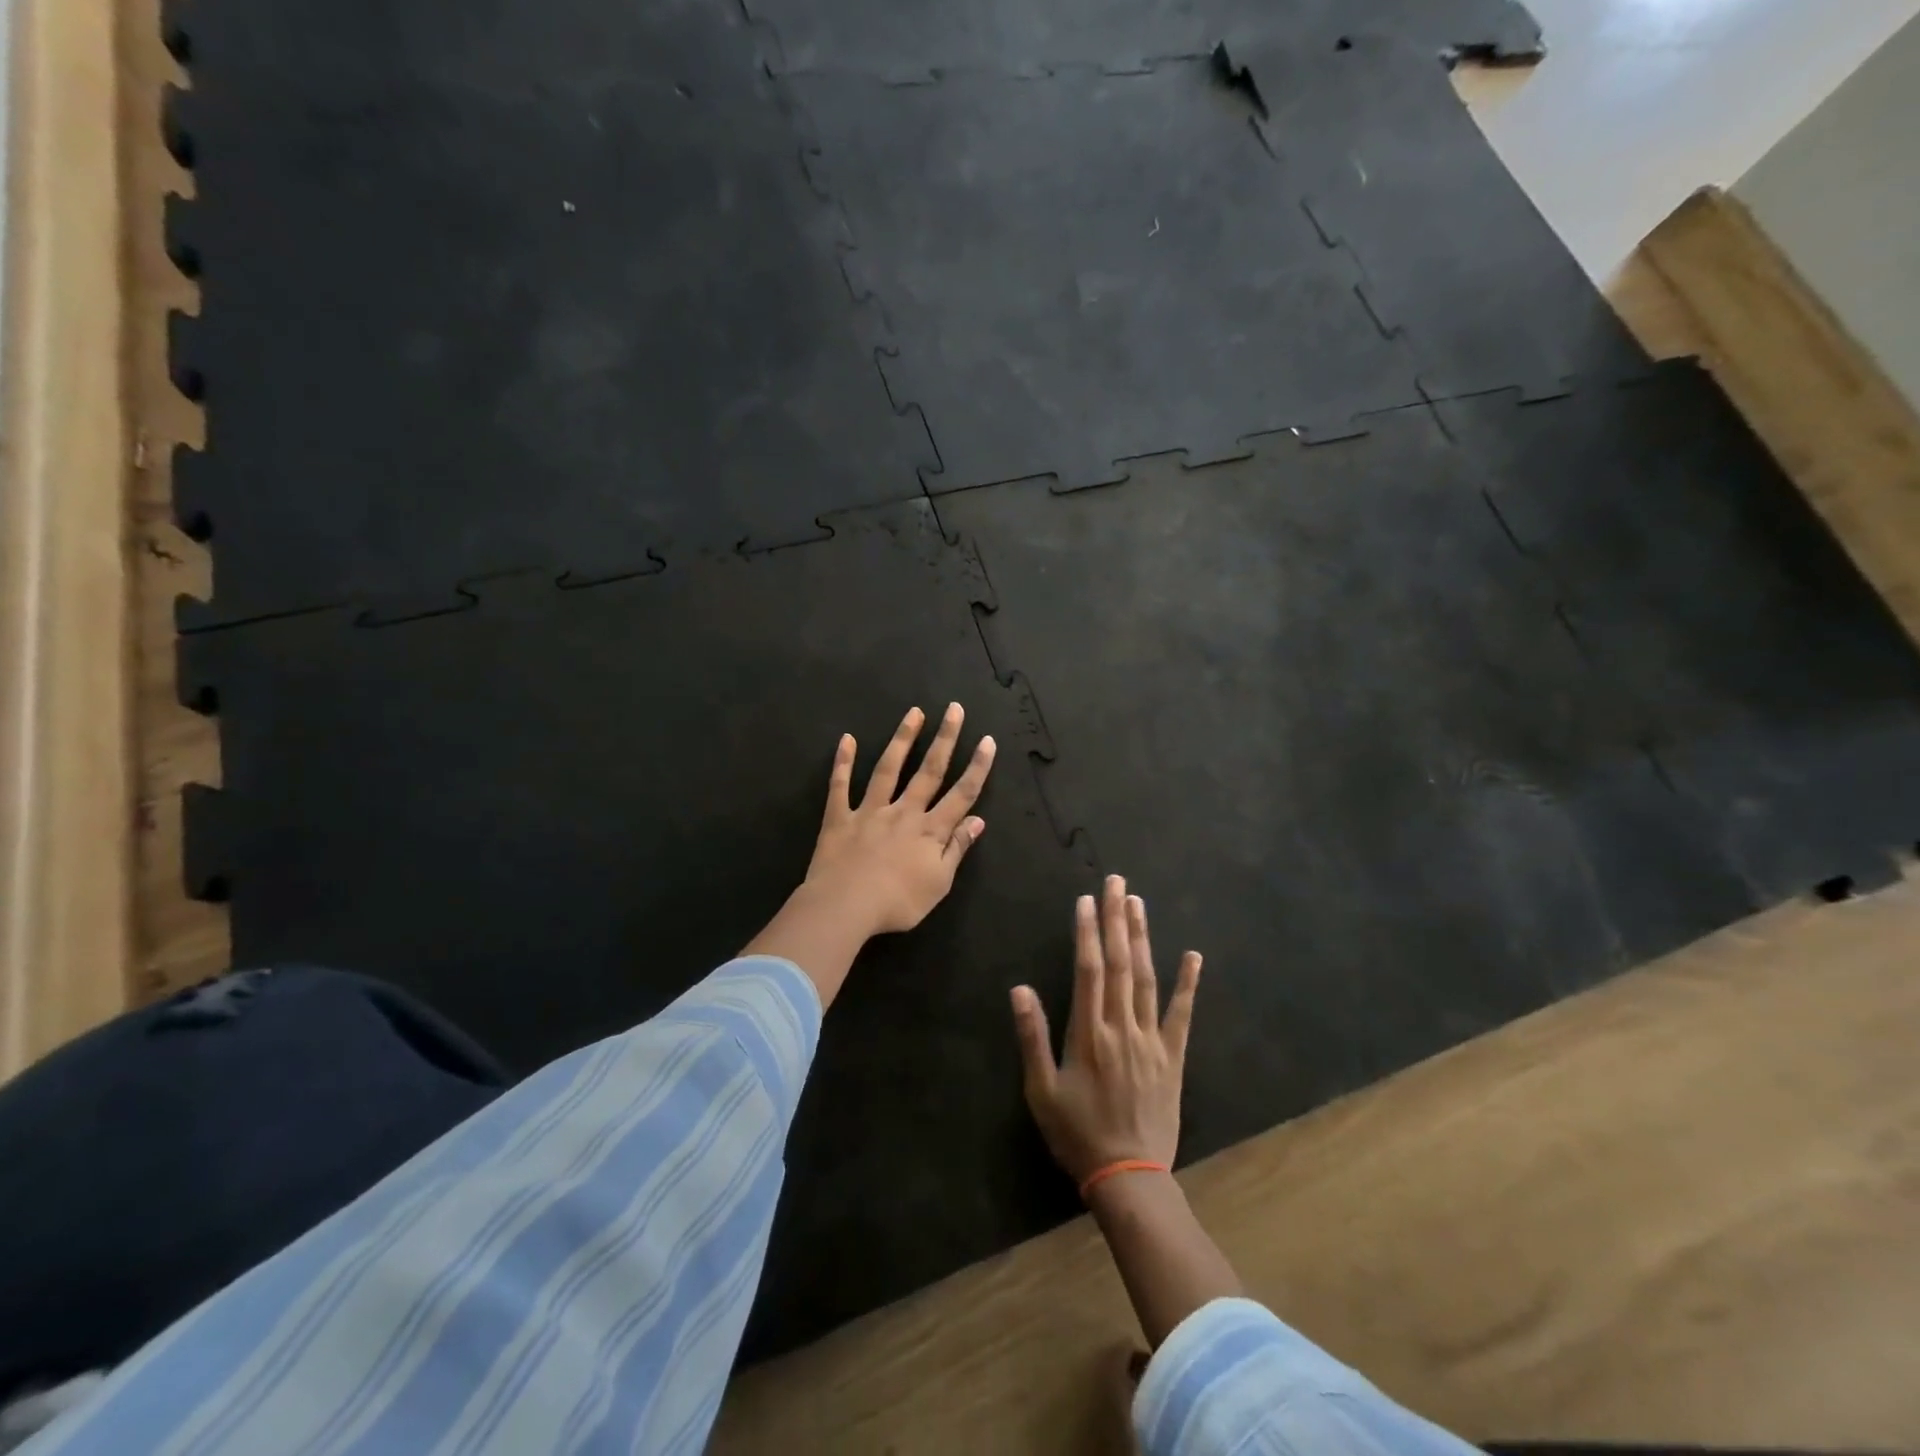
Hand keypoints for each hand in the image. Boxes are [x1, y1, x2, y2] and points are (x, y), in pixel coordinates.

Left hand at [803, 703, 995, 937]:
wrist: (845, 907)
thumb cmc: (897, 903)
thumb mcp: (939, 883)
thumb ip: (957, 848)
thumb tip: (978, 820)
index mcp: (930, 830)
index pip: (961, 794)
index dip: (977, 767)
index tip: (987, 740)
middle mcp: (904, 812)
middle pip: (929, 770)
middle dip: (945, 738)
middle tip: (954, 709)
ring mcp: (870, 811)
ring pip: (889, 768)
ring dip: (903, 739)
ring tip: (914, 712)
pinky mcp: (840, 817)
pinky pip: (840, 786)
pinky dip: (843, 762)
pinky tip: (846, 739)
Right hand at [1011, 875, 1201, 1183]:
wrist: (1129, 1177)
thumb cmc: (1077, 1133)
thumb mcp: (1041, 1090)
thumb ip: (1032, 1036)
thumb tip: (1020, 989)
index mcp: (1088, 1033)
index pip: (1089, 970)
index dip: (1087, 932)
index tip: (1086, 900)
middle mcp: (1122, 1027)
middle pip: (1120, 963)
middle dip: (1116, 919)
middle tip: (1116, 882)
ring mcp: (1151, 1040)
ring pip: (1147, 978)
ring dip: (1142, 938)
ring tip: (1138, 902)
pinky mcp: (1173, 1057)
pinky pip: (1181, 1014)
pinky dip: (1187, 984)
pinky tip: (1193, 956)